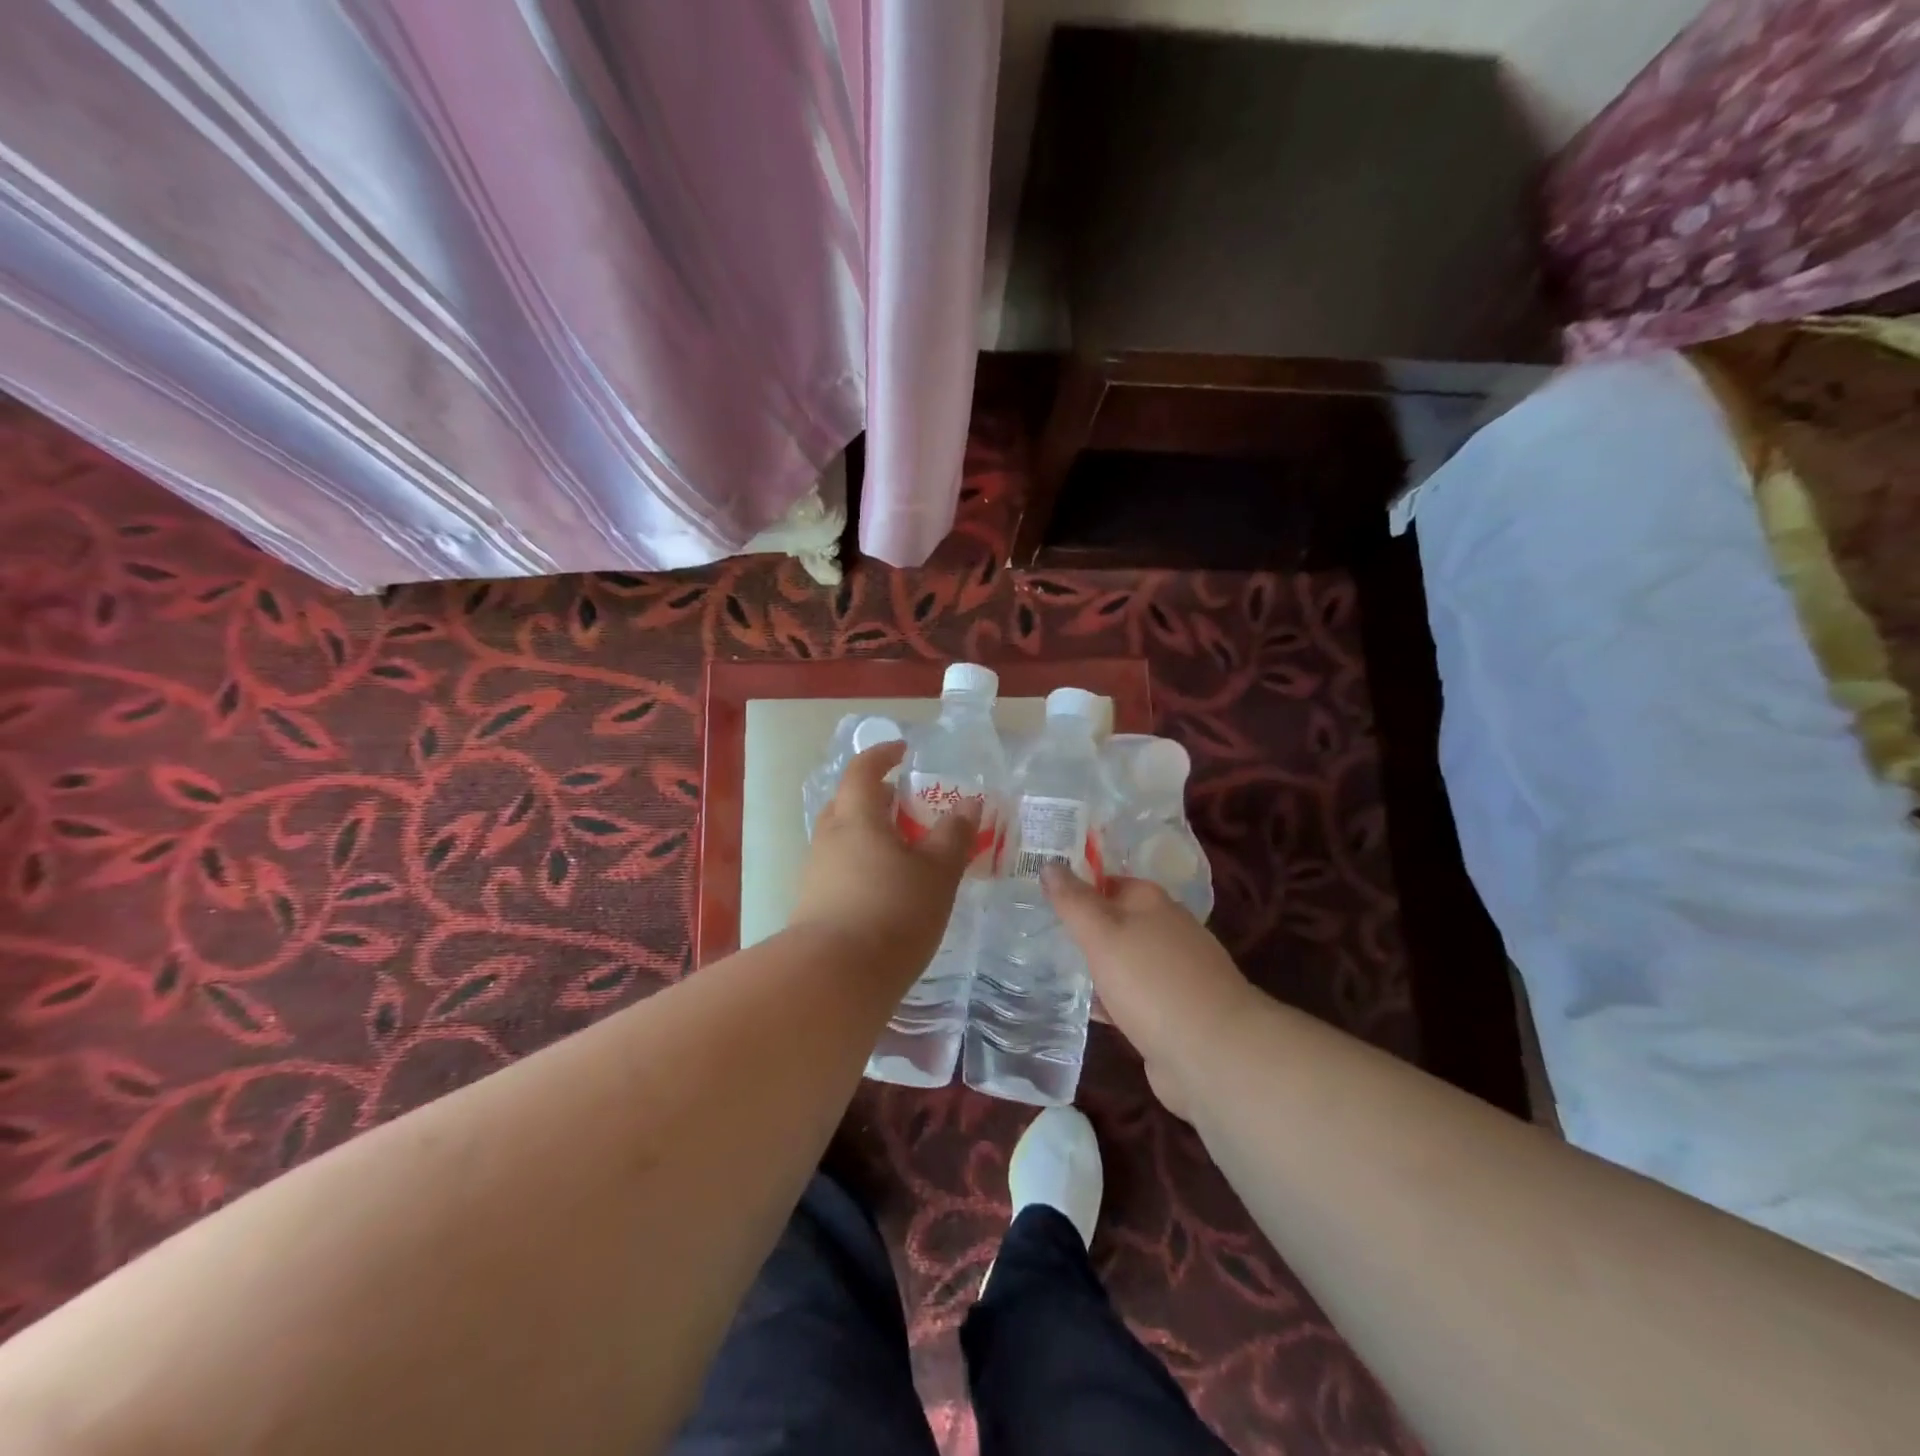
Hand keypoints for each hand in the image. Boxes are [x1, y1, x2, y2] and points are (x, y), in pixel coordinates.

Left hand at [789, 741, 974, 979]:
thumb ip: (954, 835)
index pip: (863, 769)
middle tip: (911, 806)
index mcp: (856, 817)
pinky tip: (889, 889)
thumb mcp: (936, 872)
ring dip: (873, 834)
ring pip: (845, 838)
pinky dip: (865, 864)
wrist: (833, 979)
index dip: (883, 755)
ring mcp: (816, 872)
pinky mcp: (813, 904)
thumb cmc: (892, 912)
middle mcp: (829, 837)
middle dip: (879, 798)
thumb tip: (969, 803)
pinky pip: (842, 867)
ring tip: (907, 852)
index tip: (905, 752)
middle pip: (850, 803)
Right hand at [1044, 868, 1256, 1118]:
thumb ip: (1073, 901)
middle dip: (1082, 930)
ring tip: (1048, 972)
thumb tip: (1049, 865)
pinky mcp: (1173, 1013)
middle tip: (1037, 936)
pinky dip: (1109, 1001)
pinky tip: (1082, 1011)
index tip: (1039, 898)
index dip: (1075, 886)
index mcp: (1152, 902)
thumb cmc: (1152, 982)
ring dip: (1094, 967)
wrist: (1213, 1054)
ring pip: (1122, 961)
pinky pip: (1131, 998)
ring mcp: (1173, 974)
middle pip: (1116, 922)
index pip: (1108, 881)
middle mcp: (1167, 931)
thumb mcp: (1102, 934)